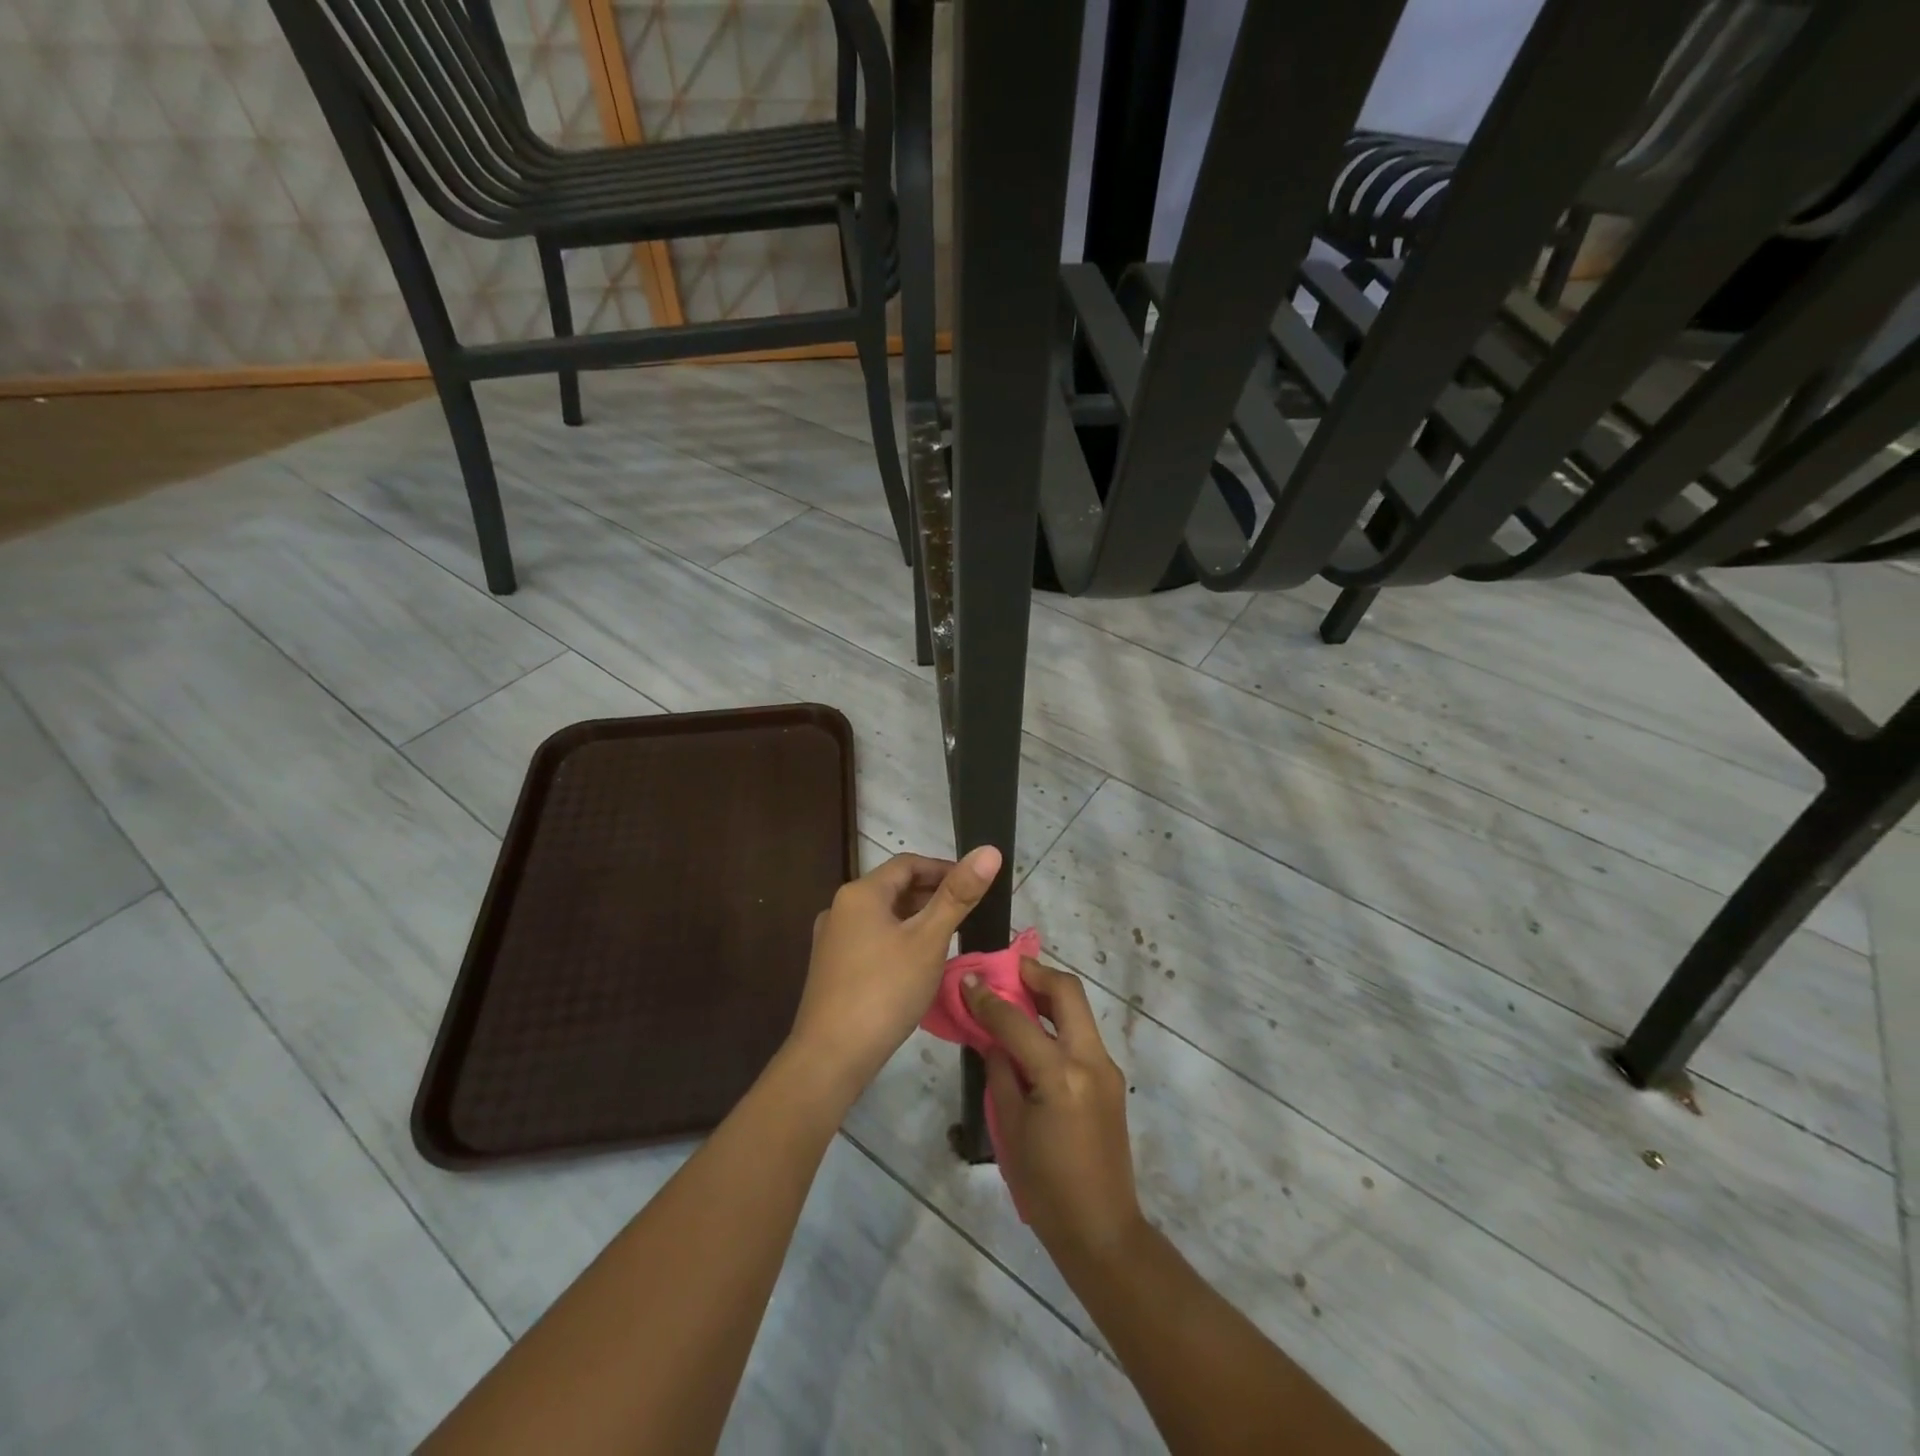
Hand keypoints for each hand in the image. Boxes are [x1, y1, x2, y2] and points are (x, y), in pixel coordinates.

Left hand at [786, 845, 1002, 1098]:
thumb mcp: (928, 940)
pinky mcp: (832, 968)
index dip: (944, 868)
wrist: (830, 1057)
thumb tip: (989, 850)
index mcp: (860, 893)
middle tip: (968, 913)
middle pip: (894, 888)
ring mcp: (832, 940)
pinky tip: (918, 964)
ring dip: (916, 919)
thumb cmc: (884, 991)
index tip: (975, 885)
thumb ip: (958, 895)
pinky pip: (872, 940)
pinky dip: (899, 940)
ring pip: (883, 916)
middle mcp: (840, 908)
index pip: (908, 863)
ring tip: (950, 937)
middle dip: (932, 894)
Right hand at [963, 959, 1144, 1270]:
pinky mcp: (1111, 1080)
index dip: (988, 998)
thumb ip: (1000, 1072)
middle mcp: (1090, 1061)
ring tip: (1016, 995)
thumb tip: (992, 1037)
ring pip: (1079, 1011)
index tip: (967, 980)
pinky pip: (1082, 1036)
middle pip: (1068, 992)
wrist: (1102, 1231)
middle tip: (1007, 970)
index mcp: (1061, 1075)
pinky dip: (1057, 1023)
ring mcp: (1106, 1068)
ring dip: (1048, 995)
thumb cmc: (1045, 1187)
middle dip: (1036, 973)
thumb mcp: (1010, 1128)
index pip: (1017, 1021)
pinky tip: (1033, 1035)